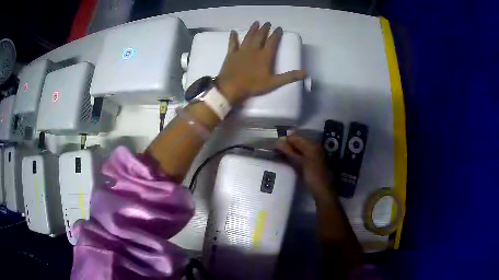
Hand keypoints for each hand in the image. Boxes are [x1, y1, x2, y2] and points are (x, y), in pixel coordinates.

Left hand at [216, 21, 306, 104]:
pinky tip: (233, 31)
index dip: (276, 34)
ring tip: (256, 23)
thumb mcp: (273, 83)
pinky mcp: (231, 54)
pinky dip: (233, 37)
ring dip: (252, 29)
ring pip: (248, 37)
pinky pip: (232, 43)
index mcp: (265, 56)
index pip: (272, 42)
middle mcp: (253, 50)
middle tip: (268, 23)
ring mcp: (241, 51)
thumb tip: (305, 73)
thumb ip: (289, 77)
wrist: (231, 87)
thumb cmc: (253, 86)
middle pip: (260, 36)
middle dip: (264, 29)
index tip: (279, 28)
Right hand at [277, 135, 335, 201]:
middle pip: (298, 141)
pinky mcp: (314, 160)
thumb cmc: (312, 176)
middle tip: (277, 151)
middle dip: (288, 145)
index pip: (295, 138)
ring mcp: (315, 153)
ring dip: (291, 150)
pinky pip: (303, 153)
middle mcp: (314, 146)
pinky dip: (296, 155)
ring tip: (282, 156)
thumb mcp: (300, 163)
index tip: (276, 146)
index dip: (285, 140)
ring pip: (300, 147)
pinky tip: (291, 160)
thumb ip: (289, 152)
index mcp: (311, 145)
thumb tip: (278, 142)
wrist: (323, 189)